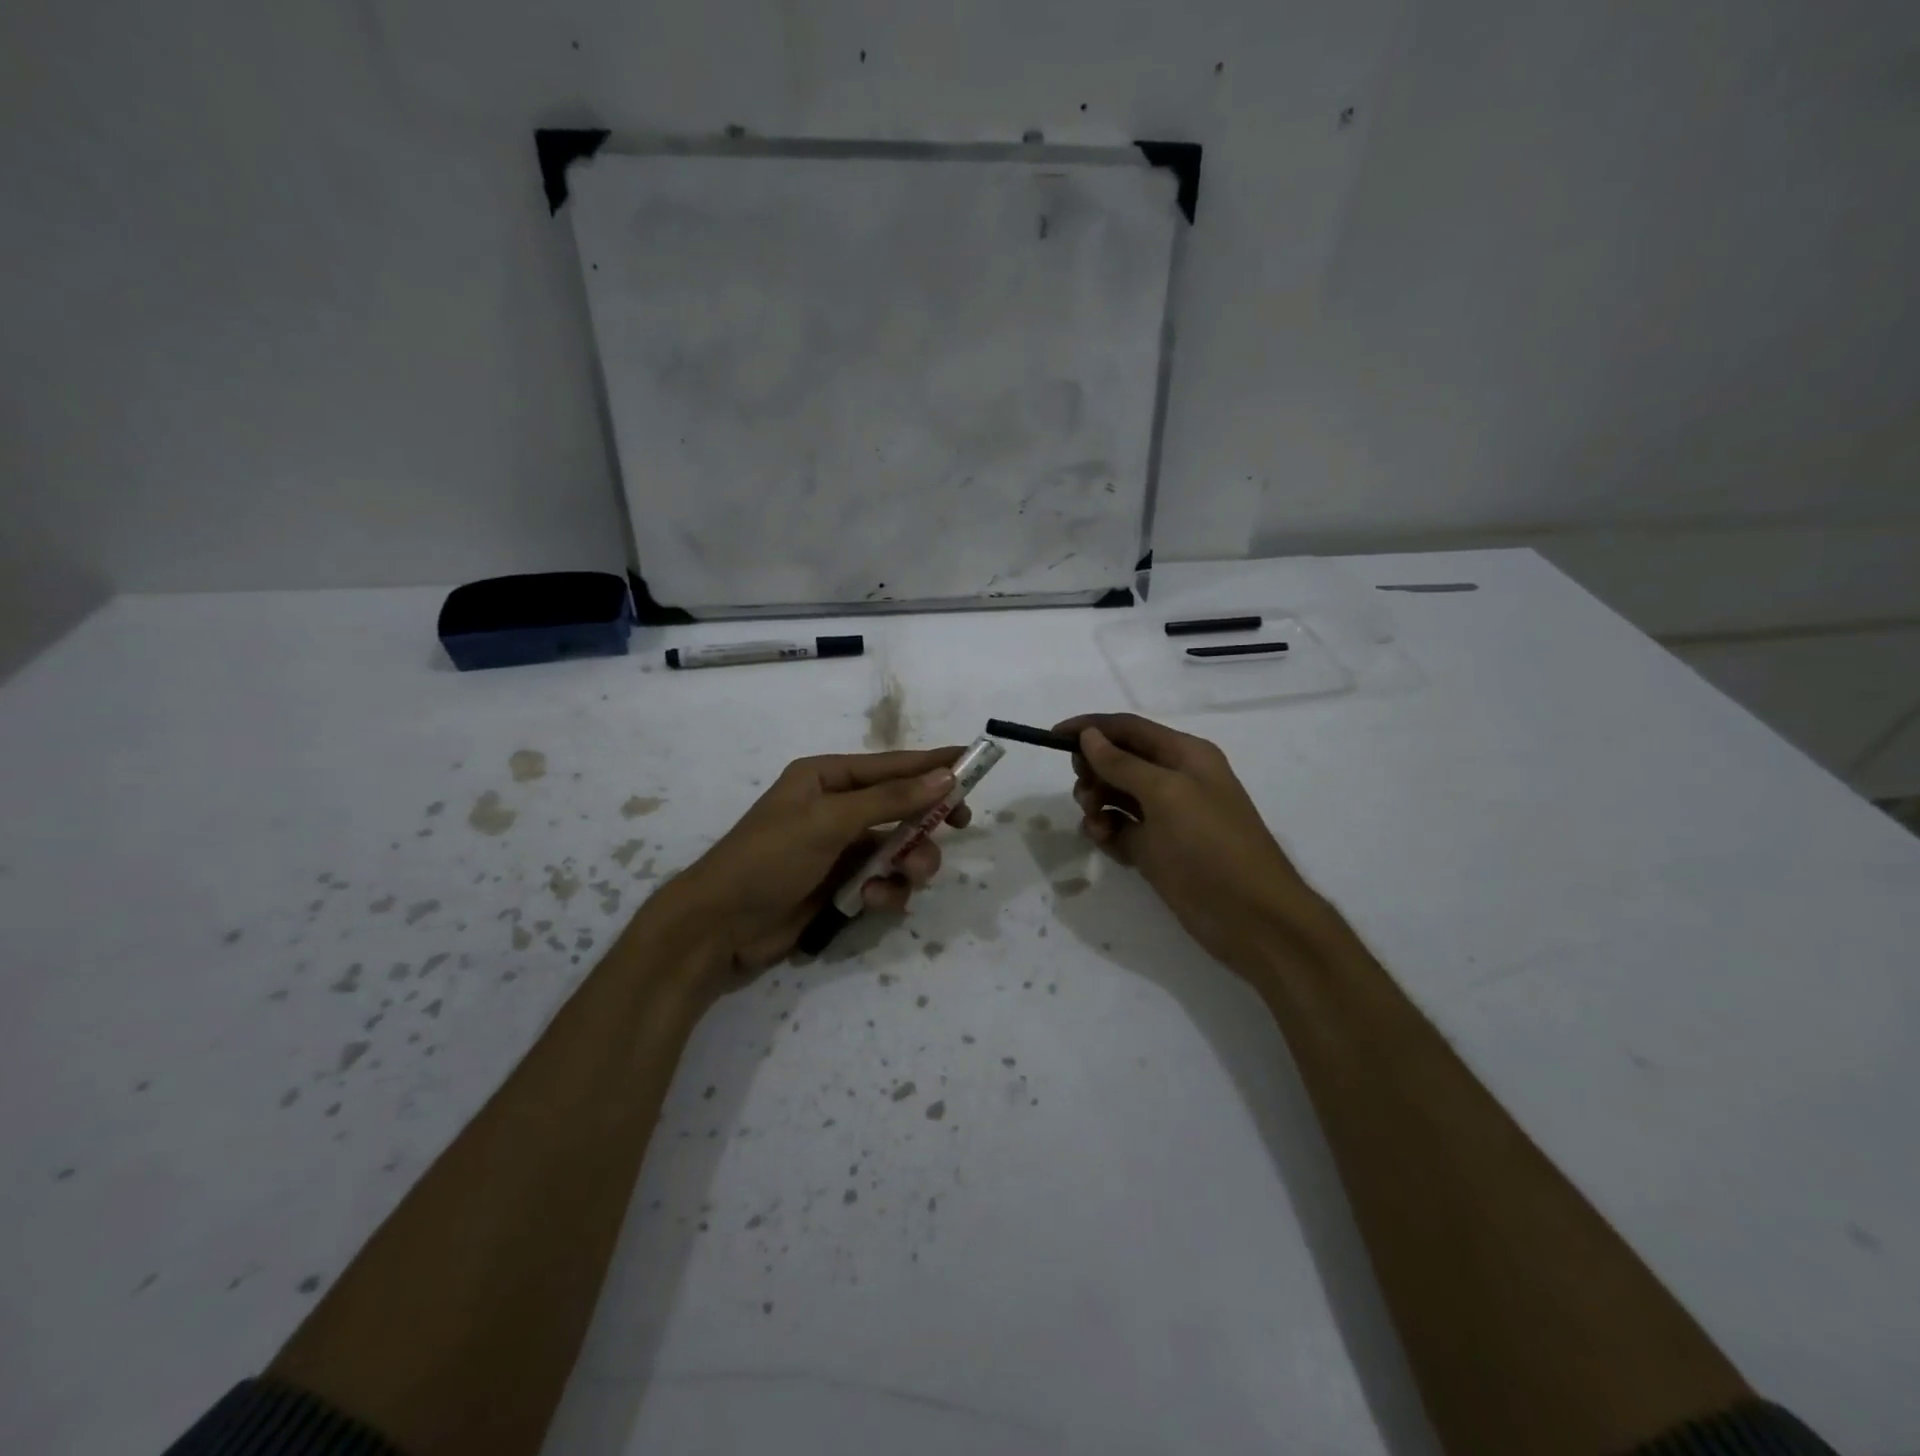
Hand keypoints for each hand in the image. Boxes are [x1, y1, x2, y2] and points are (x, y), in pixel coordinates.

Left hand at [658, 746, 970, 979]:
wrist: (719, 927)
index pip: (892, 765)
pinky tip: (874, 902)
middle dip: (927, 820)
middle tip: (957, 824)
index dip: (934, 764)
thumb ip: (890, 799)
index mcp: (827, 778)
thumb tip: (944, 775)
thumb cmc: (769, 858)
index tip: (973, 761)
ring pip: (899, 849)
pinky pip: (884, 882)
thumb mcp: (830, 821)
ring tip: (910, 876)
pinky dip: (887, 892)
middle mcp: (837, 809)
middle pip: (902, 807)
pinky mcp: (842, 887)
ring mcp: (840, 850)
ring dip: (911, 862)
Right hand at [1055, 713, 1317, 971]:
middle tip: (1085, 793)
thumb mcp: (1166, 794)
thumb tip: (1089, 736)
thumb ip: (1123, 764)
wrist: (1249, 916)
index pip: (1129, 729)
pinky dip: (1105, 831)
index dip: (1091, 728)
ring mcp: (1163, 817)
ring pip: (1114, 795)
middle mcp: (1173, 780)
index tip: (1052, 736)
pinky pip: (1118, 829)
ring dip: (1096, 802)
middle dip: (1093, 770)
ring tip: (1096, 823)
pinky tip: (1104, 841)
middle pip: (1118, 761)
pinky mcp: (1154, 850)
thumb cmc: (1211, 844)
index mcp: (1185, 755)